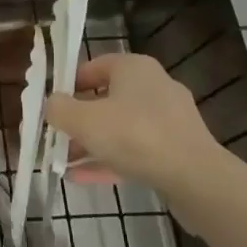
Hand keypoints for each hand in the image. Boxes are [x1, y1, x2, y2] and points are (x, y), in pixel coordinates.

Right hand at [44, 53, 225, 191]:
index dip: (67, 86)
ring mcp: (169, 119)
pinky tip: (84, 179)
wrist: (196, 179)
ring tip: (64, 163)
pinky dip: (110, 160)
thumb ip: (59, 109)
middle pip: (106, 99)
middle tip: (56, 138)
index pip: (92, 67)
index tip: (51, 108)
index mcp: (133, 67)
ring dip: (91, 144)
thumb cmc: (134, 136)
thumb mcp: (84, 120)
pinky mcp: (177, 149)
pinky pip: (136, 150)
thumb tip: (51, 104)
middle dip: (79, 120)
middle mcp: (154, 85)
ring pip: (120, 128)